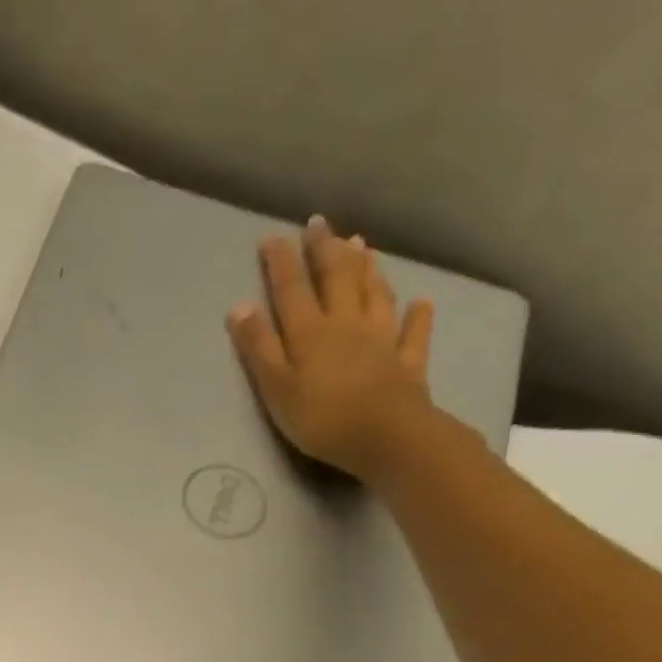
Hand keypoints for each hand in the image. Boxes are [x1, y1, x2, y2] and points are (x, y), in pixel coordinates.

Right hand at [227, 215, 439, 479]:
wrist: (384, 437)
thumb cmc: (320, 418)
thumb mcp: (276, 387)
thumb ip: (259, 348)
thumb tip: (240, 306)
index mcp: (311, 333)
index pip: (292, 290)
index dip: (282, 263)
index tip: (273, 237)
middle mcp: (348, 325)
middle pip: (337, 280)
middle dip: (325, 251)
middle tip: (320, 224)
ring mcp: (381, 340)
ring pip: (374, 295)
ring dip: (367, 269)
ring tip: (362, 246)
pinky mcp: (406, 363)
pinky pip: (412, 334)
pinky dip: (417, 317)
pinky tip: (421, 304)